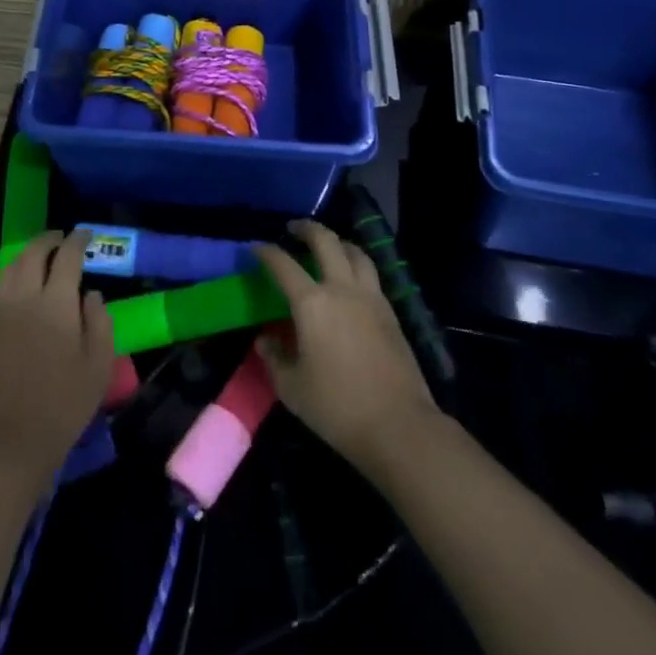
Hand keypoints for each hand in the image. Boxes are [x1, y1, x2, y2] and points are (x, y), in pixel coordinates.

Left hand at [0, 231, 115, 489]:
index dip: (78, 240)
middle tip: (58, 239)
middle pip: (33, 254)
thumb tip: (90, 294)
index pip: (68, 256)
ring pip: (6, 271)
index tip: (84, 234)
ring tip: (32, 262)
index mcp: (57, 302)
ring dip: (22, 260)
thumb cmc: (64, 404)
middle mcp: (23, 297)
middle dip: (48, 240)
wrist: (10, 441)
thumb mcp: (98, 365)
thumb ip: (99, 322)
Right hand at [253, 221, 439, 476]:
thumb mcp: (292, 388)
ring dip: (338, 243)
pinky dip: (356, 266)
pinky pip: (371, 275)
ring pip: (356, 252)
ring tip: (328, 247)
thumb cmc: (337, 407)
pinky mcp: (391, 313)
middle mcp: (342, 289)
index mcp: (312, 303)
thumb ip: (275, 358)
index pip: (283, 265)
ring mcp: (371, 298)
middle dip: (307, 229)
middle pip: (326, 241)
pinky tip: (350, 281)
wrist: (399, 425)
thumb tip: (265, 340)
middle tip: (294, 229)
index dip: (266, 252)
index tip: (256, 248)